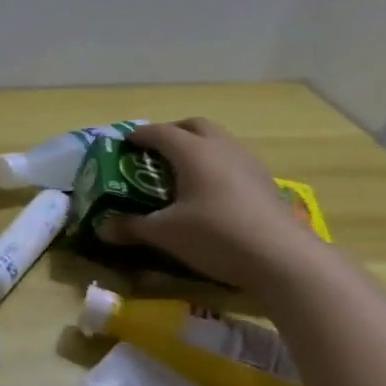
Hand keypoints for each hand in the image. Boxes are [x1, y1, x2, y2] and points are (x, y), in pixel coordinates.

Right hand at [96, 119, 320, 288]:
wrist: (284, 259)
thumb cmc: (215, 235)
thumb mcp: (164, 233)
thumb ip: (131, 227)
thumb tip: (102, 228)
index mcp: (193, 152)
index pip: (159, 132)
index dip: (138, 135)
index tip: (123, 144)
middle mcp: (222, 149)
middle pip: (194, 126)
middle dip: (171, 132)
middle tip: (153, 152)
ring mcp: (249, 164)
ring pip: (219, 141)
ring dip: (197, 148)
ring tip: (179, 172)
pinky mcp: (265, 183)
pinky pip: (233, 161)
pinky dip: (215, 166)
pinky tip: (208, 192)